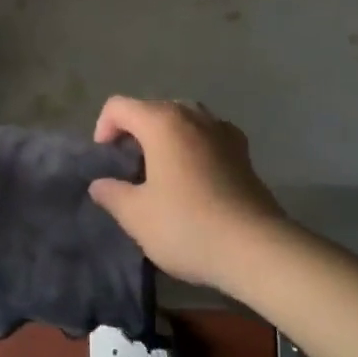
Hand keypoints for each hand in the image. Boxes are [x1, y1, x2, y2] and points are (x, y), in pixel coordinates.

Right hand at [87, 96, 295, 295]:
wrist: (257, 249)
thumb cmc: (187, 225)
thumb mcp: (136, 215)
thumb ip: (112, 194)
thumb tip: (100, 184)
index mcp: (162, 122)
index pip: (118, 106)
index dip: (103, 129)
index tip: (107, 162)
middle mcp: (193, 116)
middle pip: (152, 109)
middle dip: (134, 132)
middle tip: (130, 168)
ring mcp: (223, 131)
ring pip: (183, 120)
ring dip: (166, 138)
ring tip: (161, 171)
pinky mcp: (244, 153)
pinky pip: (208, 136)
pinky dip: (194, 147)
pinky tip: (194, 178)